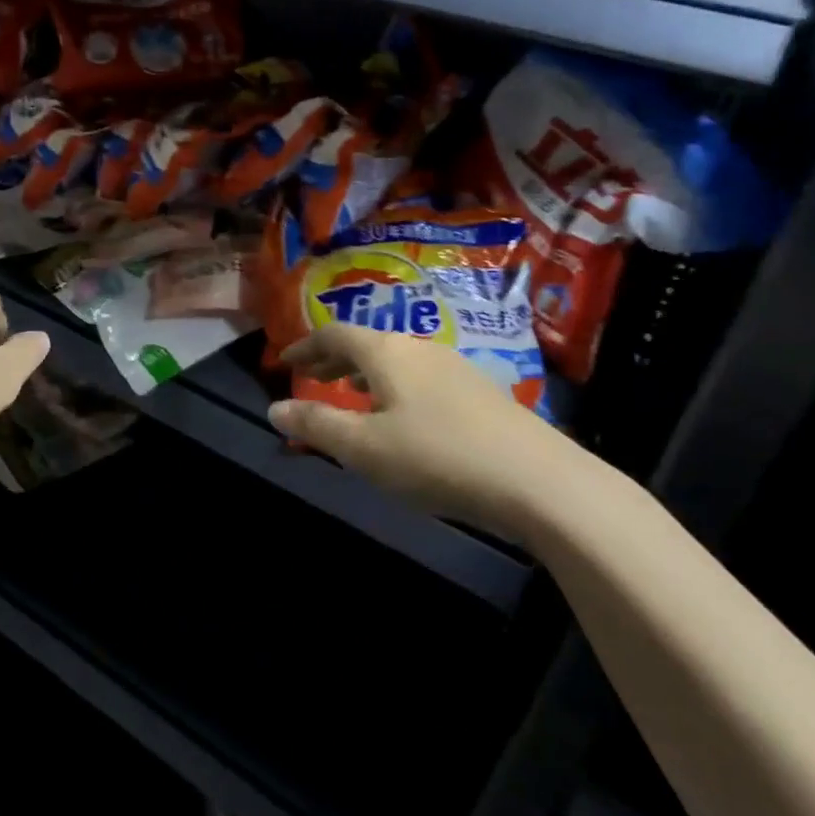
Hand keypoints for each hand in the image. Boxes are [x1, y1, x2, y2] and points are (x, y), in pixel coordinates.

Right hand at [267, 326, 585, 543]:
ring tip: (352, 395)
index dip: (305, 346)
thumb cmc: (436, 457)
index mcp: (386, 352)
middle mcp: (419, 347)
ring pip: (396, 360)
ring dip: (366, 373)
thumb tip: (275, 409)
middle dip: (334, 358)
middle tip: (311, 375)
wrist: (539, 480)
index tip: (284, 362)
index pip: (335, 334)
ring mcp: (455, 366)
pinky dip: (395, 386)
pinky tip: (404, 416)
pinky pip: (421, 377)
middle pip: (367, 343)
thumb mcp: (364, 448)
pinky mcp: (481, 391)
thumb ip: (316, 425)